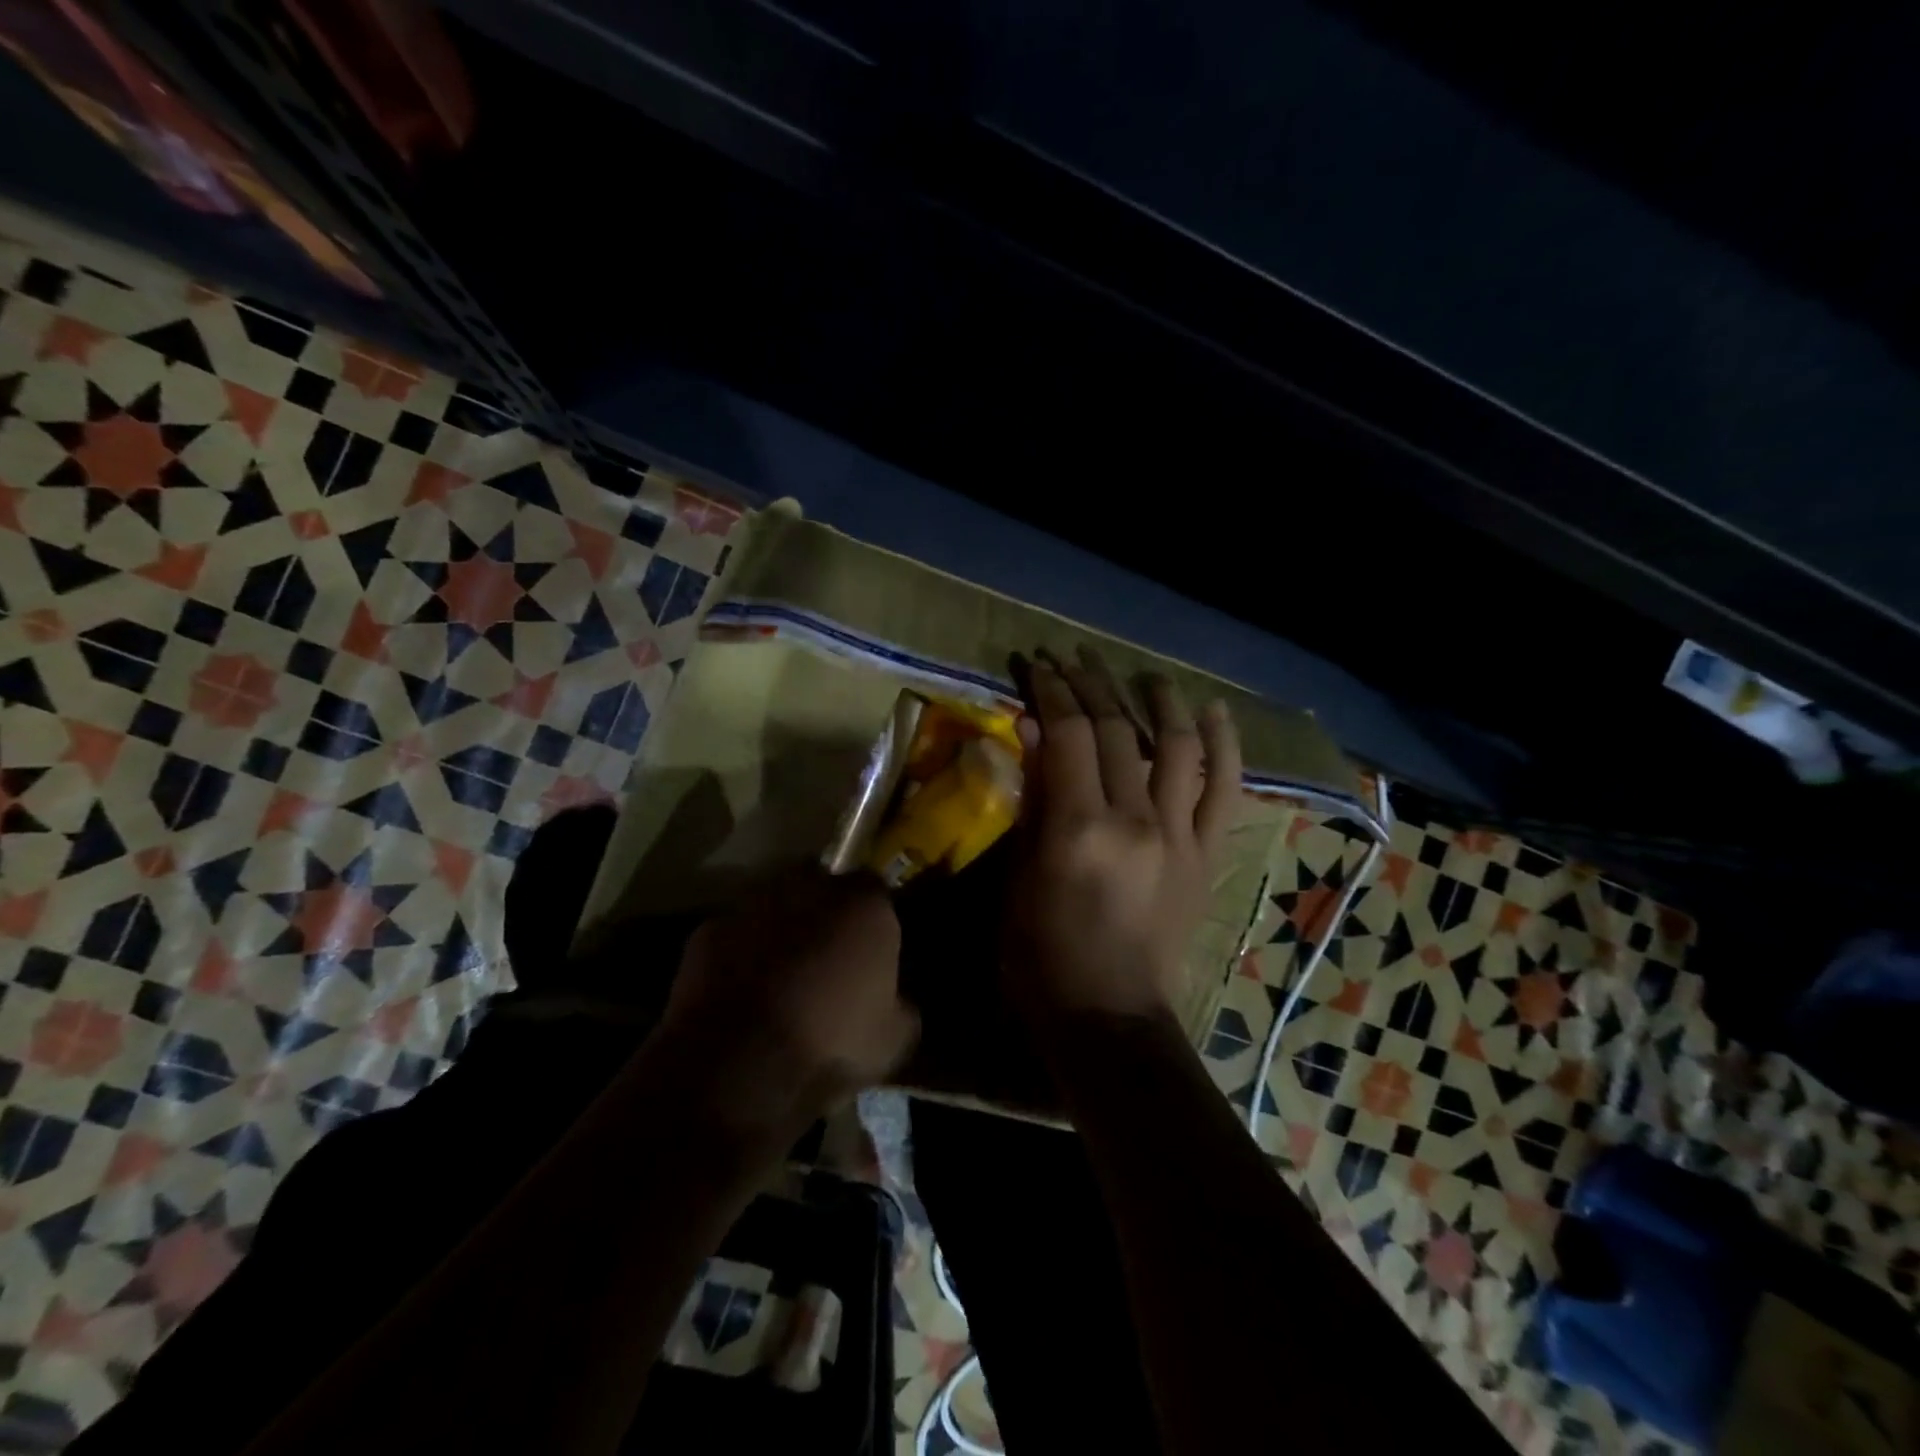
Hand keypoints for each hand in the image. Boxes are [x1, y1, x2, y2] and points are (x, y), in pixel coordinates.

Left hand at [655, 872, 918, 1145]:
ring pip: (774, 902)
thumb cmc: (829, 1045)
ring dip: (780, 927)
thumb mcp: (894, 1039)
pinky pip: (734, 934)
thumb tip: (896, 1001)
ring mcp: (753, 903)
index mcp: (863, 904)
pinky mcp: (708, 929)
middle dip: (824, 909)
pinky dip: (739, 952)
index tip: (871, 948)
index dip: (873, 917)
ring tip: (781, 972)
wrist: (738, 1066)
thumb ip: (901, 1004)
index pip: (877, 889)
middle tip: (826, 952)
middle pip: (822, 883)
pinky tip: (741, 990)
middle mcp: (809, 886)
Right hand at [1005, 647, 1242, 1029]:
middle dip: (1091, 685)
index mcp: (1079, 827)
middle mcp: (1135, 820)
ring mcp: (1179, 836)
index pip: (1069, 733)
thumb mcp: (1018, 877)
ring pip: (1176, 747)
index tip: (1038, 663)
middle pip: (1116, 730)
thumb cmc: (1041, 955)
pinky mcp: (1206, 855)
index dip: (1052, 690)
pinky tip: (1214, 712)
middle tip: (1073, 658)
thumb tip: (1035, 731)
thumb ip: (1031, 799)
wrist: (1109, 1016)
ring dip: (1159, 701)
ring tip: (1143, 674)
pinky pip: (1225, 792)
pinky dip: (1224, 747)